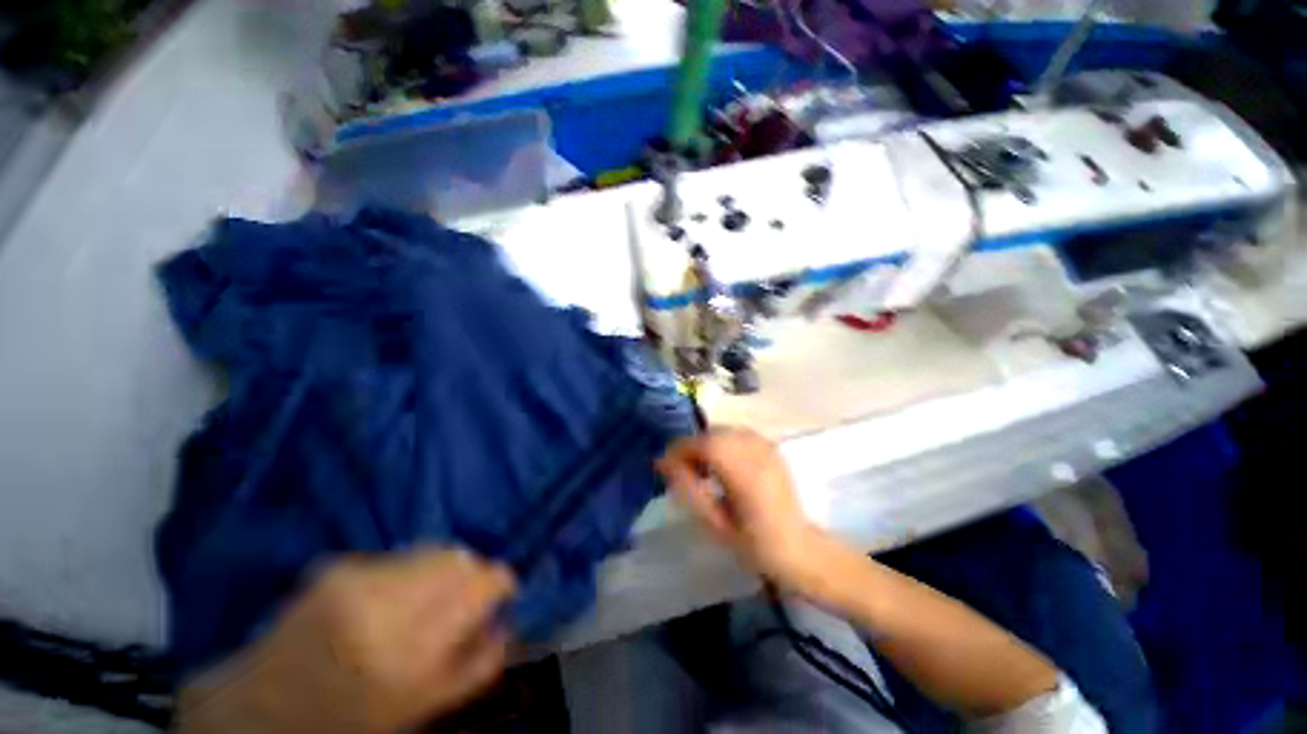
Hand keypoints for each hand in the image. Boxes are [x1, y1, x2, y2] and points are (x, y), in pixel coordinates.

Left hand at [178, 549, 515, 733]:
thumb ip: (476, 665)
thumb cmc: (346, 723)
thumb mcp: (421, 710)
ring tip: (423, 601)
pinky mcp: (338, 565)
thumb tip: (506, 620)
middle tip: (463, 600)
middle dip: (471, 574)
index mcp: (410, 649)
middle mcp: (386, 601)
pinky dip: (409, 571)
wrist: (258, 712)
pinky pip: (399, 555)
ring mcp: (357, 577)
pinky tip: (389, 599)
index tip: (502, 593)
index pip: (480, 584)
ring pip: (433, 549)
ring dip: (441, 571)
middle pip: (459, 557)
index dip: (500, 582)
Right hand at [657, 428, 825, 589]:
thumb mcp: (715, 523)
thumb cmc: (755, 544)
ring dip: (706, 444)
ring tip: (701, 469)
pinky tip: (721, 464)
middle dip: (691, 447)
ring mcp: (766, 446)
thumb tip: (664, 463)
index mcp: (744, 471)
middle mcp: (756, 451)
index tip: (663, 466)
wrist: (799, 548)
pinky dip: (722, 443)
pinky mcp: (770, 447)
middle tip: (681, 471)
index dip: (679, 450)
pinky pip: (737, 434)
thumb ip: (688, 489)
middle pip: (713, 433)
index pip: (704, 444)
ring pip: (724, 431)